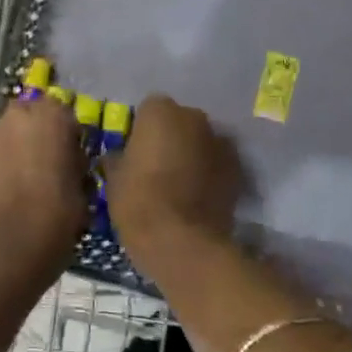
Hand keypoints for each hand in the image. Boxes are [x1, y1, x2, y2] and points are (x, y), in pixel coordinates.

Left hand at [0, 97, 87, 281]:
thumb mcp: (84, 183)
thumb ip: (75, 162)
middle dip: (38, 136)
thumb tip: (70, 161)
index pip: (65, 114)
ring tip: (25, 181)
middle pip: (31, 118)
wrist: (12, 239)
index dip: (69, 136)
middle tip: (48, 165)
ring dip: (17, 150)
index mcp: (52, 114)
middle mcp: (18, 115)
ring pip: (8, 135)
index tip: (73, 158)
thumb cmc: (59, 209)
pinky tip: (7, 192)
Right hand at [104, 95, 240, 271]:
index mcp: (160, 111)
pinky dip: (210, 173)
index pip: (147, 110)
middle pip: (179, 122)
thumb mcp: (114, 180)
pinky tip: (198, 196)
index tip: (135, 153)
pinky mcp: (237, 168)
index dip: (140, 131)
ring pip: (201, 141)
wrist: (182, 241)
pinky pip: (217, 163)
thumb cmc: (139, 202)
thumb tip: (117, 157)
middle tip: (156, 166)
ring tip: (179, 183)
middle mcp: (194, 117)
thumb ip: (117, 159)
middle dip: (170, 138)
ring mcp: (220, 141)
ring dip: (192, 154)